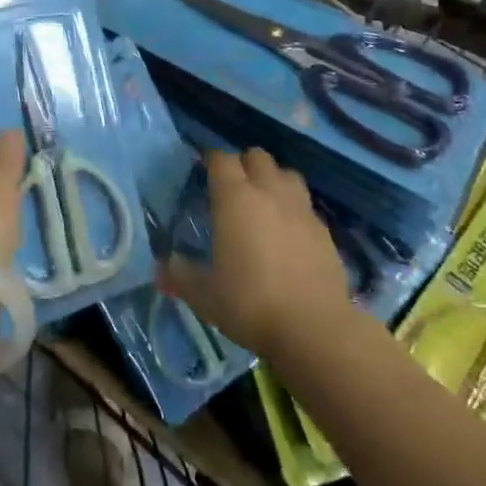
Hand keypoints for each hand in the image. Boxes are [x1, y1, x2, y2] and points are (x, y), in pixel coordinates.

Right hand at [160, 147, 353, 358]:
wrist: (314, 328)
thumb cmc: (250, 303)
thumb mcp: (204, 295)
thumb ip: (180, 275)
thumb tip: (160, 268)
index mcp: (235, 198)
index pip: (221, 158)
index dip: (211, 160)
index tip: (204, 171)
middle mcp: (269, 193)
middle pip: (257, 156)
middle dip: (244, 164)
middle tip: (233, 188)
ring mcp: (301, 209)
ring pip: (287, 174)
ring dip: (274, 180)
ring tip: (265, 203)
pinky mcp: (325, 231)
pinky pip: (306, 205)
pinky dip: (295, 210)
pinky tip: (289, 233)